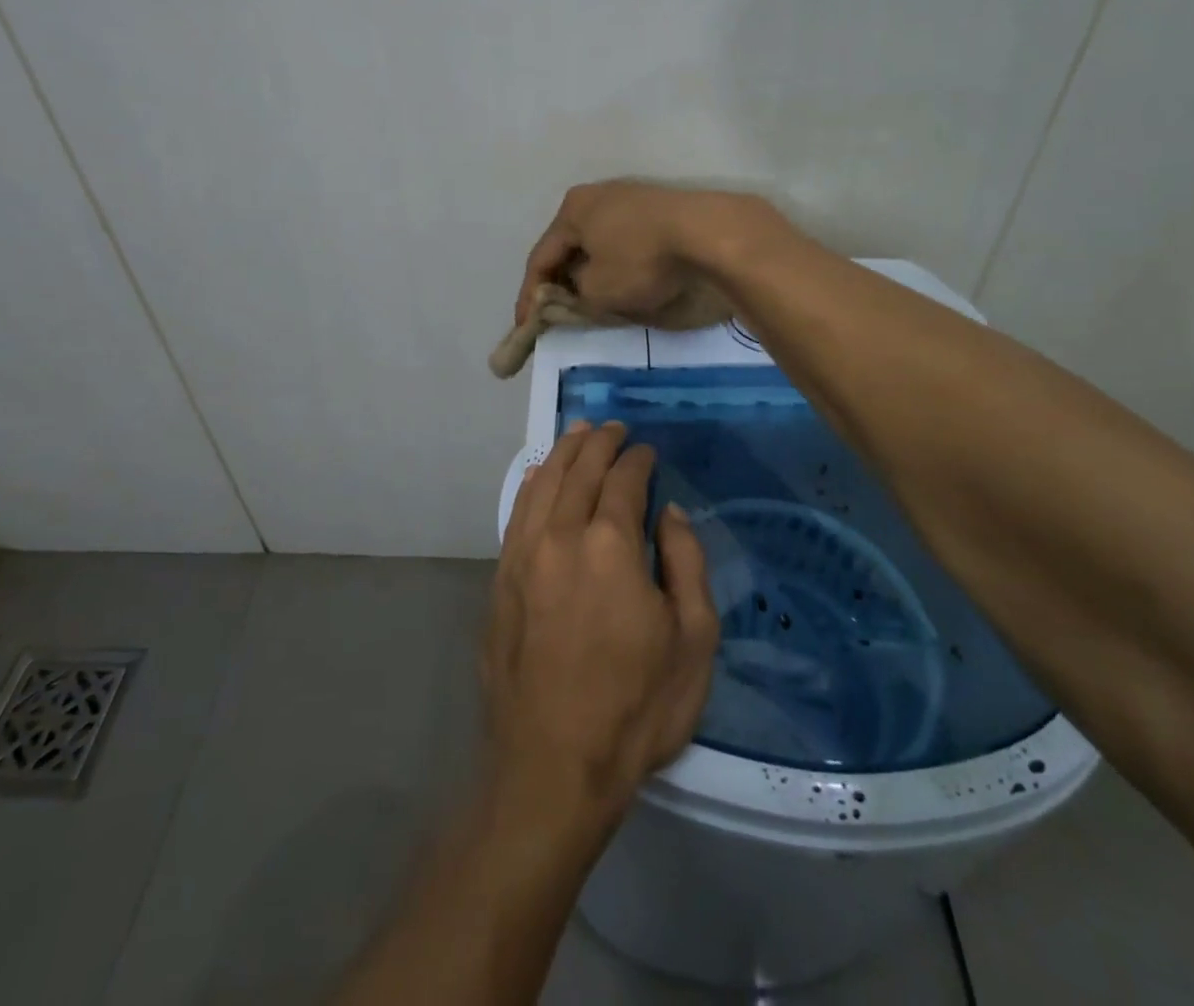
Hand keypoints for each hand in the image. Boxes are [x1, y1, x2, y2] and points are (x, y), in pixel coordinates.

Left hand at [483, 420, 718, 826]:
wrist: (551, 764)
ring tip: (579, 434)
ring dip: (563, 452)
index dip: (638, 459)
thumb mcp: (693, 640)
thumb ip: (686, 562)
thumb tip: (668, 511)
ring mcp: (523, 555)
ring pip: (542, 482)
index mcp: (610, 544)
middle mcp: (560, 535)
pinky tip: (538, 474)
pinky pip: (516, 512)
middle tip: (613, 428)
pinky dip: (531, 483)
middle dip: (599, 442)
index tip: (647, 451)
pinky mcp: (500, 578)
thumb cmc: (636, 706)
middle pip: (578, 469)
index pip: (623, 479)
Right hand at [517, 180, 769, 325]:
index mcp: (572, 210)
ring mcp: (629, 198)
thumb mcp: (598, 290)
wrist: (709, 233)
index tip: (524, 328)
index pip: (540, 258)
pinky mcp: (657, 208)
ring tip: (588, 301)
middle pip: (568, 247)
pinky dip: (615, 263)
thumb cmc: (641, 260)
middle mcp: (596, 195)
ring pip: (596, 243)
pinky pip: (622, 241)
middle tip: (553, 314)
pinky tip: (622, 281)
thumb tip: (578, 289)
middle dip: (559, 282)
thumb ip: (575, 295)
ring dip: (588, 273)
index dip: (529, 298)